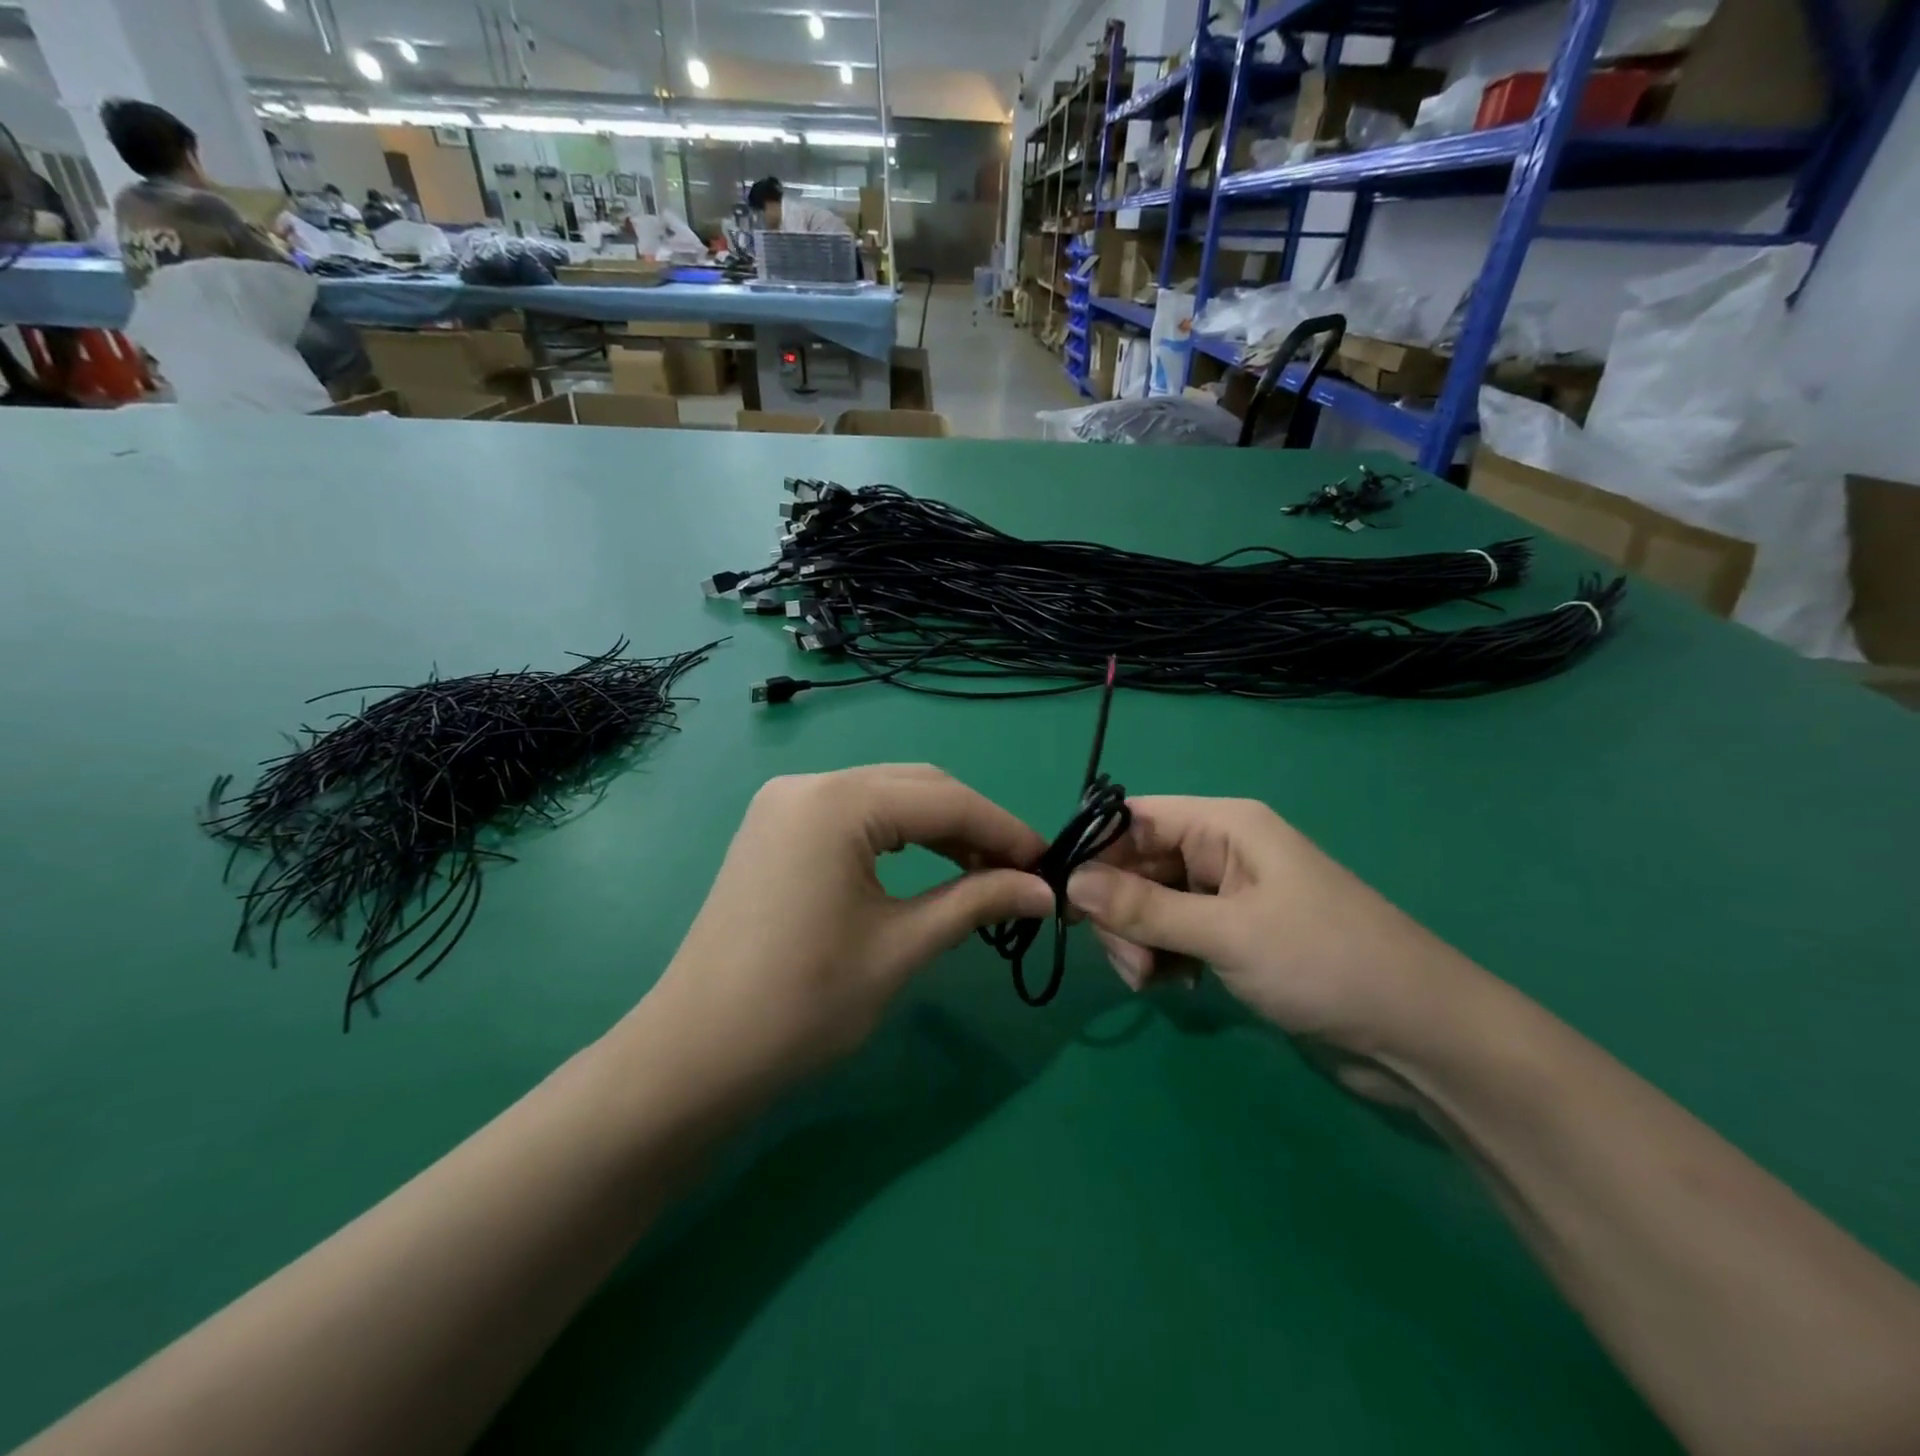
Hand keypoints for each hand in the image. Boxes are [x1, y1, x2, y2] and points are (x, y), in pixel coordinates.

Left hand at [648, 765, 1053, 1089]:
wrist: (697, 1054)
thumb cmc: (803, 1004)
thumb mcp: (901, 947)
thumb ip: (976, 902)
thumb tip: (1046, 891)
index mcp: (837, 802)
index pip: (945, 800)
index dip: (1005, 830)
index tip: (1049, 865)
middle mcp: (809, 783)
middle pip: (916, 787)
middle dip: (974, 825)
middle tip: (1019, 873)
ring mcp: (785, 803)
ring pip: (886, 796)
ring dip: (939, 828)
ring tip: (984, 873)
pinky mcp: (776, 827)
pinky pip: (854, 815)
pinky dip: (898, 836)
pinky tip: (928, 866)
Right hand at [1066, 797, 1485, 1056]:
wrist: (1420, 1038)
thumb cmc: (1326, 963)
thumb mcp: (1228, 933)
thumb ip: (1145, 908)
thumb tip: (1071, 882)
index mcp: (1225, 826)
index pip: (1134, 819)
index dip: (1095, 851)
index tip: (1063, 899)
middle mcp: (1221, 852)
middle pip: (1137, 864)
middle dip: (1119, 911)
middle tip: (1131, 963)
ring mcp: (1227, 897)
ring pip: (1149, 904)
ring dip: (1137, 940)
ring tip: (1153, 980)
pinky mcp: (1233, 937)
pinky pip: (1173, 934)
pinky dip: (1161, 957)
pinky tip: (1174, 986)